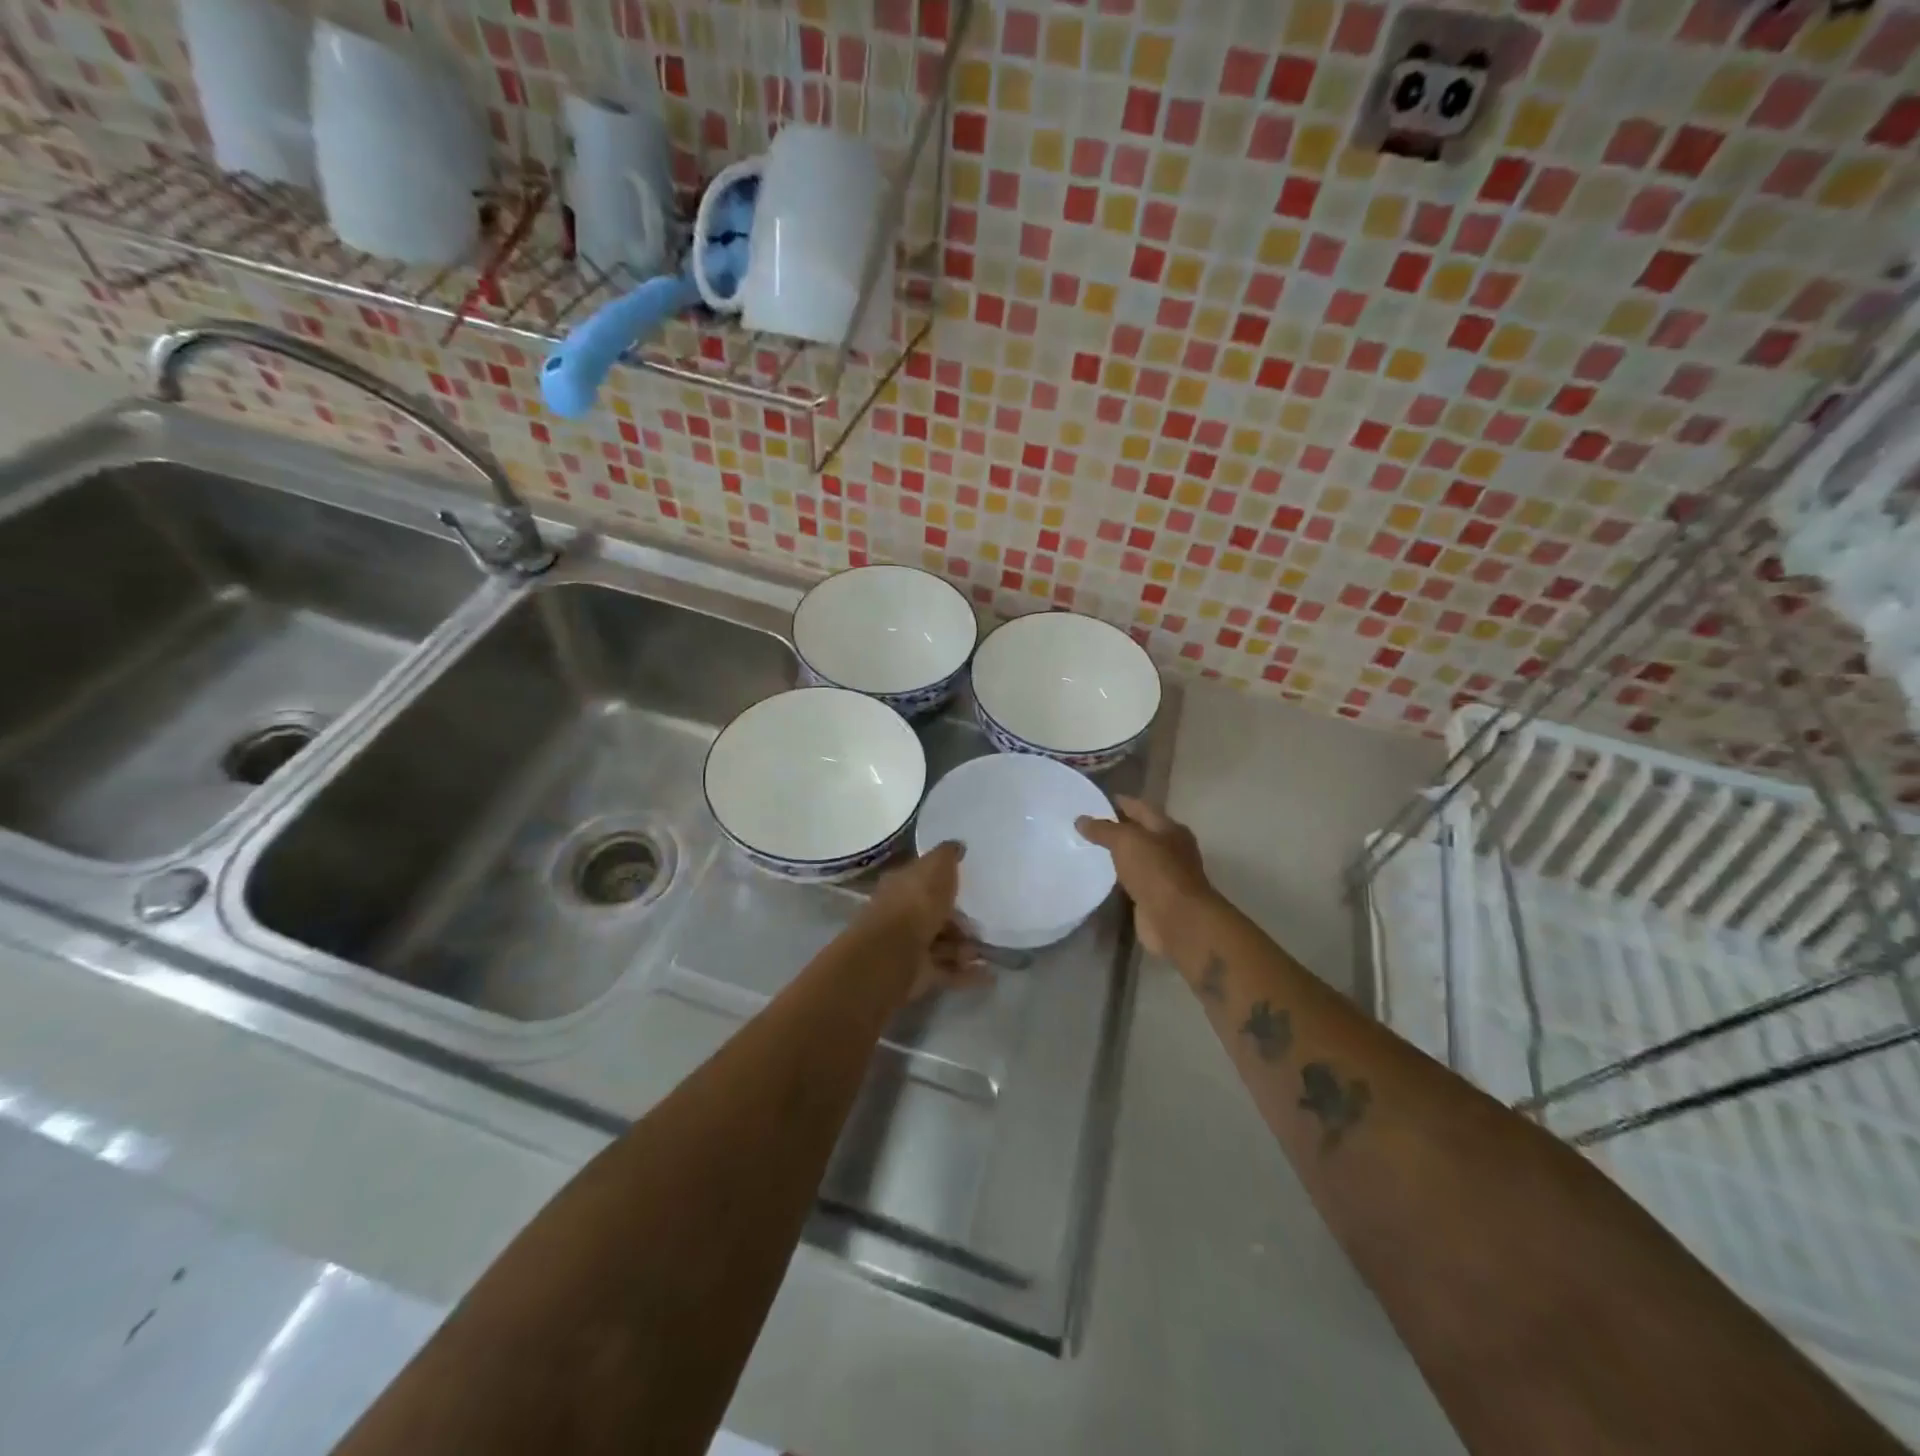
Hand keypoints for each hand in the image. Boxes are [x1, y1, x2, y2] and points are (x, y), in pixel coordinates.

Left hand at [860, 842, 988, 1003]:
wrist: (895, 952)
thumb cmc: (916, 903)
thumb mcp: (936, 867)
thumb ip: (948, 855)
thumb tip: (958, 845)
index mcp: (902, 886)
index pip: (923, 880)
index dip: (944, 882)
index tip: (969, 885)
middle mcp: (903, 914)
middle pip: (934, 915)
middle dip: (959, 921)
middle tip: (980, 924)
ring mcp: (910, 946)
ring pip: (943, 944)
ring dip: (965, 948)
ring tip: (984, 951)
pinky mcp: (919, 974)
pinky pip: (948, 971)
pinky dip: (968, 974)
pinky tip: (990, 975)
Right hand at [1075, 796, 1213, 957]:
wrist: (1177, 920)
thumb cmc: (1156, 871)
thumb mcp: (1126, 841)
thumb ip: (1103, 829)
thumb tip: (1081, 819)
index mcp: (1169, 828)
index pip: (1141, 807)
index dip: (1119, 802)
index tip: (1094, 800)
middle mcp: (1170, 849)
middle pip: (1140, 832)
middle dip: (1116, 828)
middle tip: (1086, 825)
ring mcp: (1164, 875)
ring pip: (1136, 858)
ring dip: (1117, 854)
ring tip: (1087, 848)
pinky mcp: (1154, 898)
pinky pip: (1132, 881)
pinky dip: (1118, 877)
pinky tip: (1100, 875)